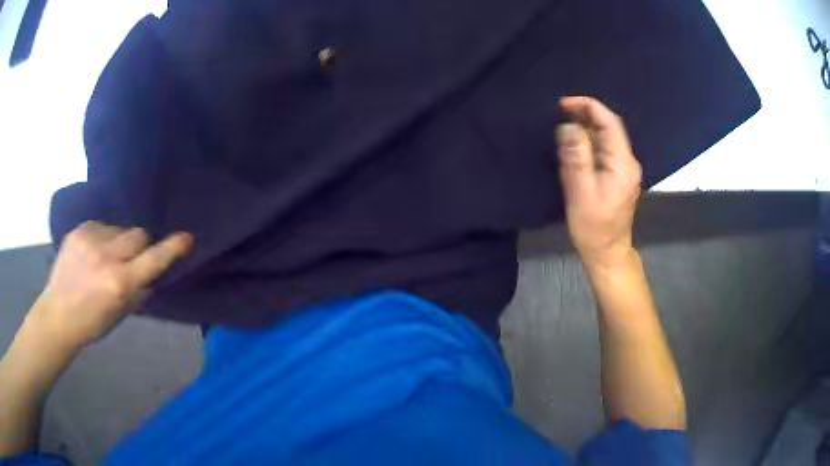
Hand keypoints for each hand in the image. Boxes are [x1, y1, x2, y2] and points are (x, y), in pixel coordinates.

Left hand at [28, 222, 192, 352]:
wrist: (57, 315)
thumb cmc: (92, 323)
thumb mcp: (120, 314)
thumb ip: (138, 290)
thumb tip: (152, 272)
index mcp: (119, 283)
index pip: (153, 260)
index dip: (171, 249)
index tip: (186, 238)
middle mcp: (106, 256)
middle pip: (138, 234)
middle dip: (140, 245)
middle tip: (131, 259)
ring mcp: (90, 239)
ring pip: (119, 228)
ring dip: (119, 241)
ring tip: (105, 257)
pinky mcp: (78, 230)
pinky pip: (101, 225)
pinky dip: (102, 237)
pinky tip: (92, 252)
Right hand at [555, 96, 641, 269]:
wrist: (607, 252)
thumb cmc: (593, 226)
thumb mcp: (581, 191)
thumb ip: (576, 156)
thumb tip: (568, 126)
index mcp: (622, 163)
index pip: (609, 122)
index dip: (588, 107)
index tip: (563, 104)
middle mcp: (628, 162)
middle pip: (609, 127)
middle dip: (586, 114)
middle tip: (560, 112)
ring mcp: (625, 169)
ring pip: (607, 137)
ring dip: (587, 127)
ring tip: (564, 125)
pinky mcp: (619, 176)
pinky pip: (605, 150)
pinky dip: (590, 141)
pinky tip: (575, 144)